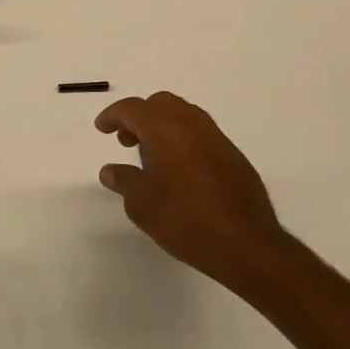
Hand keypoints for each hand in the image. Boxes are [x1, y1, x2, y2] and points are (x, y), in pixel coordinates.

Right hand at [96, 92, 284, 288]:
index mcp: (165, 129)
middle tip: (127, 141)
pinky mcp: (233, 155)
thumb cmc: (186, 220)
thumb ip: (123, 181)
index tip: (102, 128)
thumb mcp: (142, 204)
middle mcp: (191, 124)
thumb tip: (110, 171)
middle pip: (160, 104)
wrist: (247, 244)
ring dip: (163, 126)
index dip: (113, 116)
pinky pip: (201, 133)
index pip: (132, 109)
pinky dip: (183, 139)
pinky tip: (180, 170)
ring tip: (152, 156)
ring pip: (183, 115)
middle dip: (140, 117)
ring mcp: (216, 138)